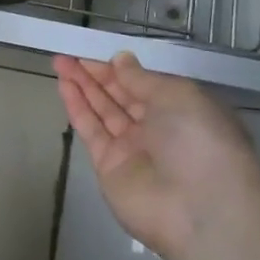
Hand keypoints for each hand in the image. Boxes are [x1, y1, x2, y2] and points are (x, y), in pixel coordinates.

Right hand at [54, 52, 259, 259]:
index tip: (96, 50)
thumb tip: (121, 60)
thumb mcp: (177, 95)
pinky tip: (64, 85)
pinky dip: (77, 107)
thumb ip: (142, 78)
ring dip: (82, 85)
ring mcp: (133, 149)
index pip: (146, 84)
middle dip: (96, 73)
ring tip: (60, 62)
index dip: (121, 67)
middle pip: (121, 95)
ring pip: (103, 110)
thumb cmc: (198, 140)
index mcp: (183, 110)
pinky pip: (91, 130)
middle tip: (70, 53)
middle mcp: (158, 128)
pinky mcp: (109, 166)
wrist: (199, 209)